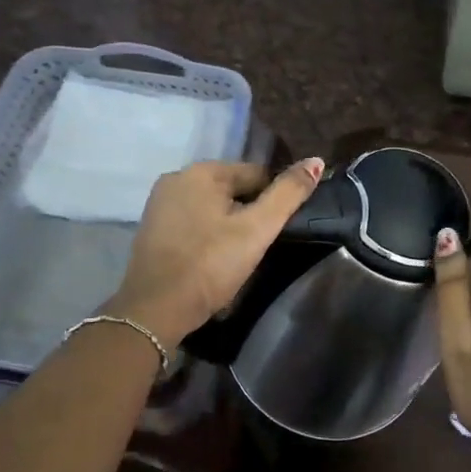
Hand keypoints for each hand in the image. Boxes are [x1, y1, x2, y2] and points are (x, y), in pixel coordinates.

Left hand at [108, 158, 324, 347]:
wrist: (154, 311)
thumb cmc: (209, 265)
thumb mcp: (256, 230)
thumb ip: (288, 194)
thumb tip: (317, 161)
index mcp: (201, 172)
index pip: (256, 174)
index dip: (273, 201)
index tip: (279, 229)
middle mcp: (176, 179)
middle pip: (233, 189)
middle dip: (250, 212)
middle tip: (259, 246)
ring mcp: (160, 204)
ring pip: (213, 207)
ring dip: (230, 224)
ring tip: (238, 255)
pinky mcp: (153, 229)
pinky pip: (194, 222)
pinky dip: (208, 234)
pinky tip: (214, 258)